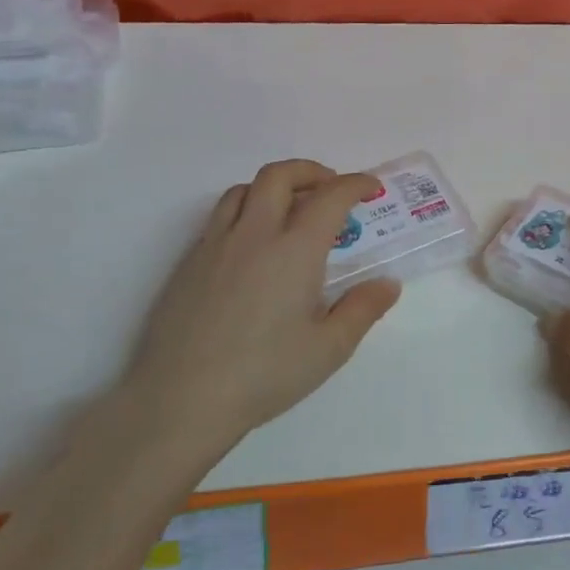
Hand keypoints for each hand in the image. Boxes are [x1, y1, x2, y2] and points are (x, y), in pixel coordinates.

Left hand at [121, 159, 400, 450]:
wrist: (181, 399)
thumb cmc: (264, 374)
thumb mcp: (329, 348)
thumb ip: (362, 309)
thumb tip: (388, 284)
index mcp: (295, 250)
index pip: (330, 197)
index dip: (355, 184)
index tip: (370, 187)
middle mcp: (254, 234)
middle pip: (279, 175)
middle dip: (310, 171)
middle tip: (330, 188)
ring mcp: (214, 245)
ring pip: (243, 190)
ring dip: (273, 187)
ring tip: (289, 210)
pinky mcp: (188, 263)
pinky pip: (219, 217)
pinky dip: (244, 212)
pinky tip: (252, 247)